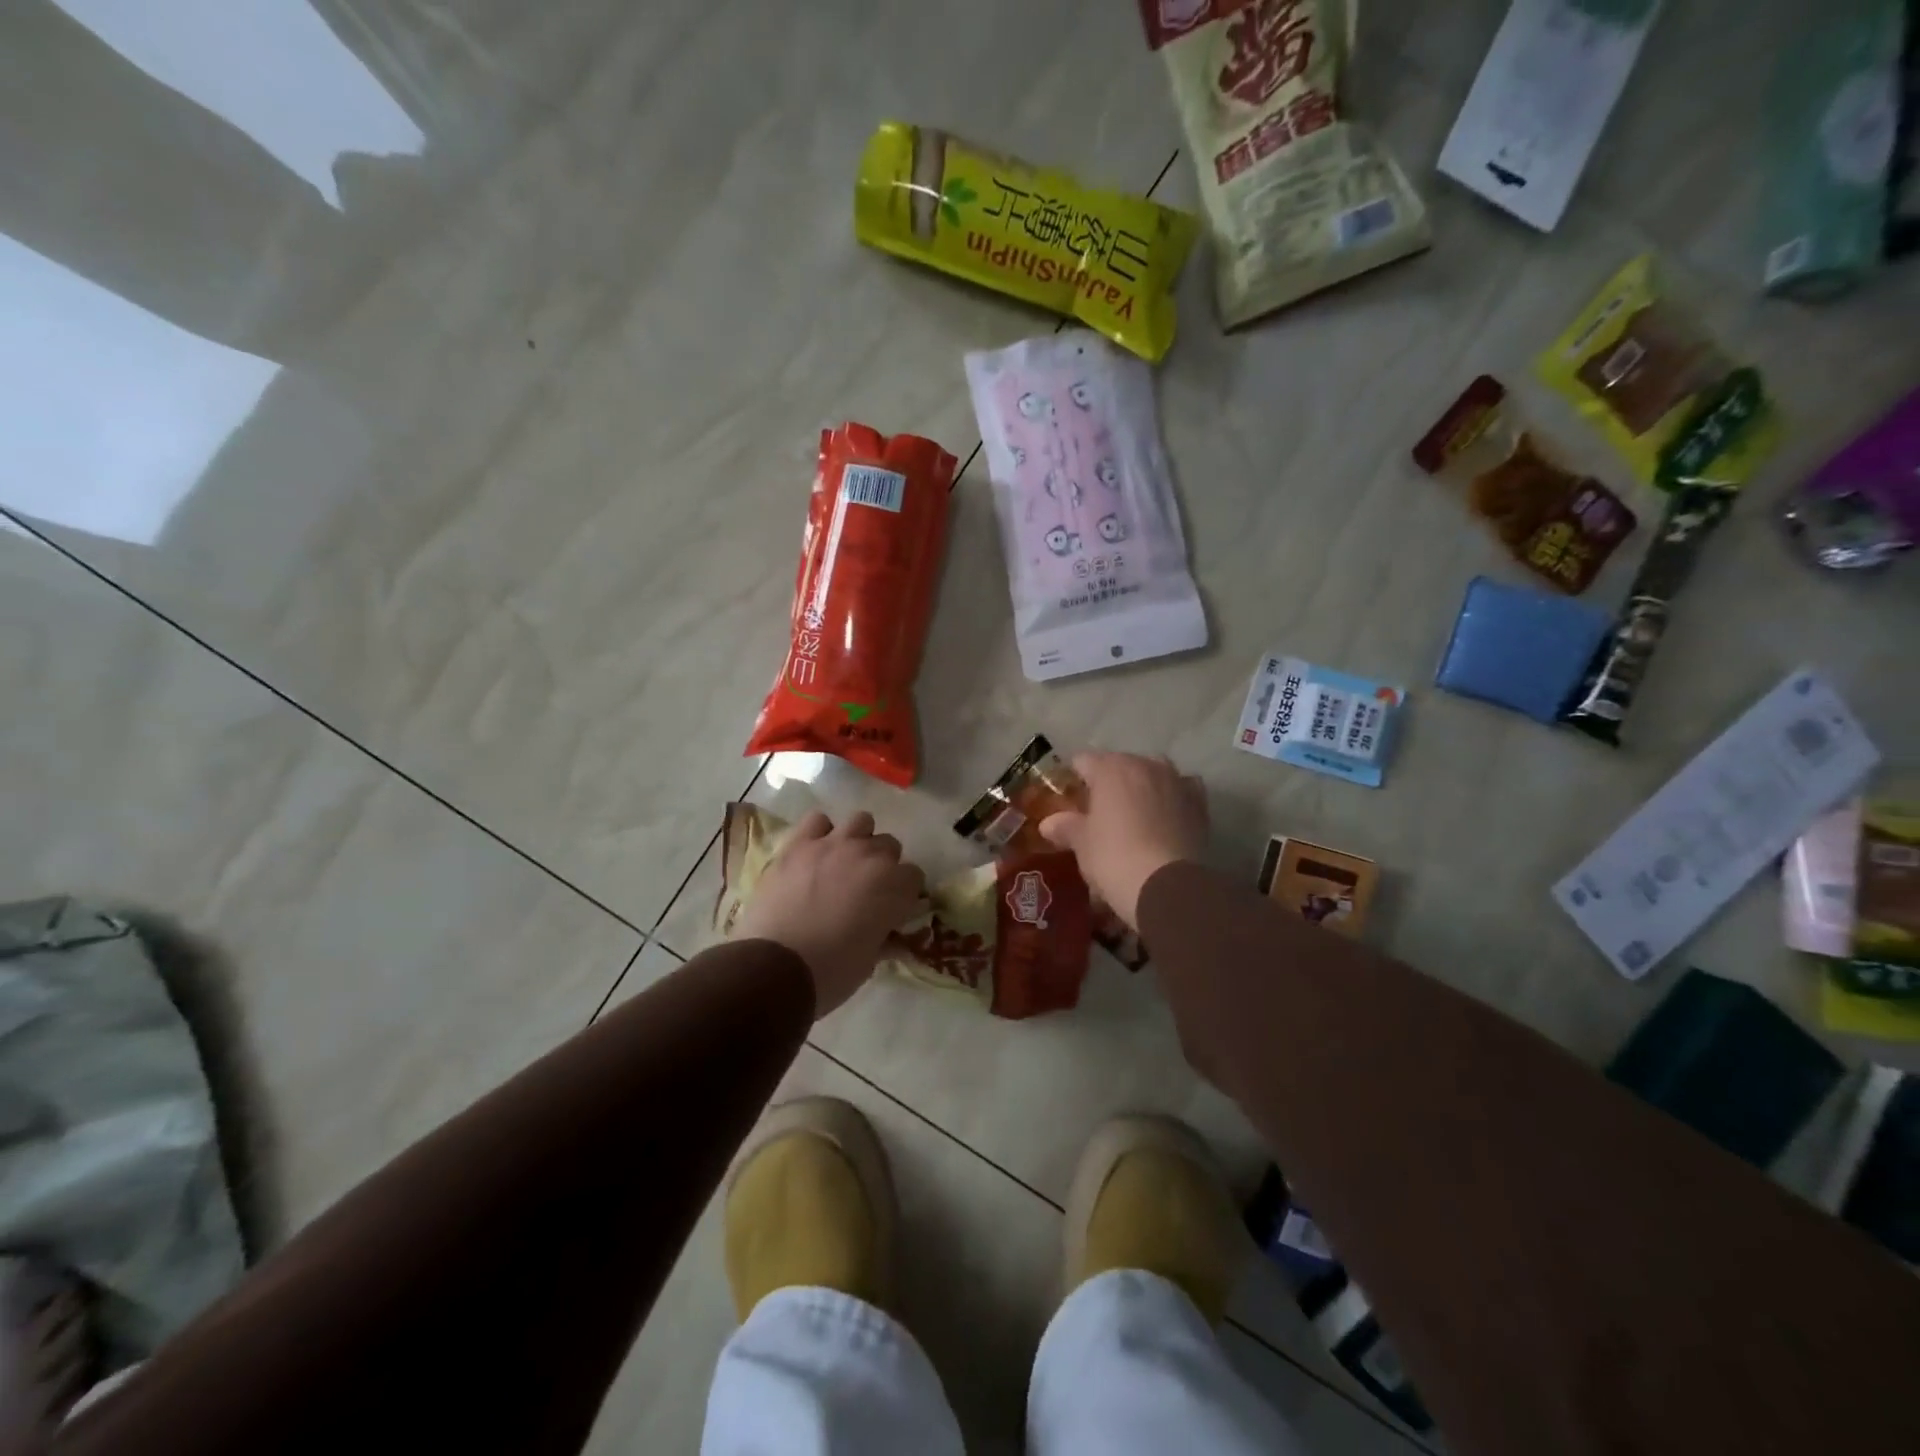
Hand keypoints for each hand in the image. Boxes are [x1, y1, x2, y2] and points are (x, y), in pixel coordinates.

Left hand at [735, 810, 925, 1016]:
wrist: (774, 968)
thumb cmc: (830, 973)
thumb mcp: (869, 962)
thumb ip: (883, 939)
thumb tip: (889, 936)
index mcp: (894, 887)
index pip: (914, 876)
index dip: (904, 893)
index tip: (892, 909)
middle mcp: (870, 856)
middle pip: (889, 845)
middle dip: (883, 865)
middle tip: (867, 889)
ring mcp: (833, 845)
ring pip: (861, 821)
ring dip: (858, 839)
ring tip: (843, 862)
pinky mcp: (799, 844)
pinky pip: (818, 820)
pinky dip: (820, 833)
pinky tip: (814, 852)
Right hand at [1038, 752, 1206, 927]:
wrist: (1166, 886)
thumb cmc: (1113, 857)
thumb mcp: (1082, 843)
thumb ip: (1066, 827)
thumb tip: (1048, 823)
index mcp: (1110, 769)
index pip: (1084, 761)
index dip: (1074, 778)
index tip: (1069, 798)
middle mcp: (1145, 765)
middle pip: (1121, 764)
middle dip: (1109, 782)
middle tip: (1100, 811)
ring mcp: (1176, 782)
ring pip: (1154, 773)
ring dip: (1143, 786)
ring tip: (1135, 812)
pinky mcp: (1199, 804)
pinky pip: (1182, 790)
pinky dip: (1173, 797)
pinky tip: (1167, 815)